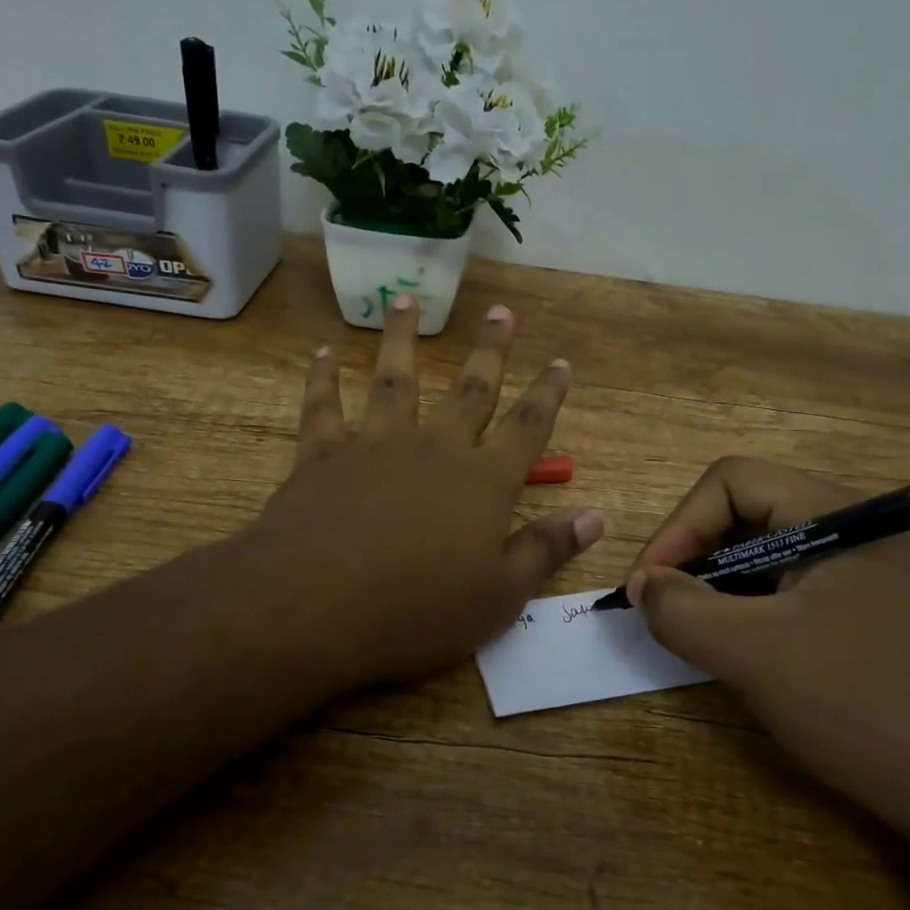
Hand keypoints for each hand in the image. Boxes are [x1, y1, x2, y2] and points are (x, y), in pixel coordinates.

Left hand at [239, 294, 603, 694]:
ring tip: (407, 298)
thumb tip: (595, 515)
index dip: (548, 394)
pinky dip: (323, 378)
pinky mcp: (323, 456)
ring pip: (395, 379)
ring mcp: (375, 445)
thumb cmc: (417, 611)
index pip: (528, 427)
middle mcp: (435, 449)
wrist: (315, 608)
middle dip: (490, 349)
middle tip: (502, 311)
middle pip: (470, 389)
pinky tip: (323, 353)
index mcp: (483, 482)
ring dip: (402, 338)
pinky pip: (324, 407)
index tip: (561, 361)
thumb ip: (546, 549)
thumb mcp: (499, 596)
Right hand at [627, 459, 909, 877]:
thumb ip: (683, 611)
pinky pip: (801, 592)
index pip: (730, 482)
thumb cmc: (870, 708)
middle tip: (671, 615)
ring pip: (773, 557)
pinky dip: (761, 613)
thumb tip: (644, 585)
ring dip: (726, 590)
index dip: (678, 527)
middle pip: (749, 514)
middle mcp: (858, 528)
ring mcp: (875, 572)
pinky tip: (755, 657)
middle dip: (698, 560)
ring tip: (706, 639)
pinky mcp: (882, 614)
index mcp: (837, 513)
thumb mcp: (758, 657)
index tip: (649, 588)